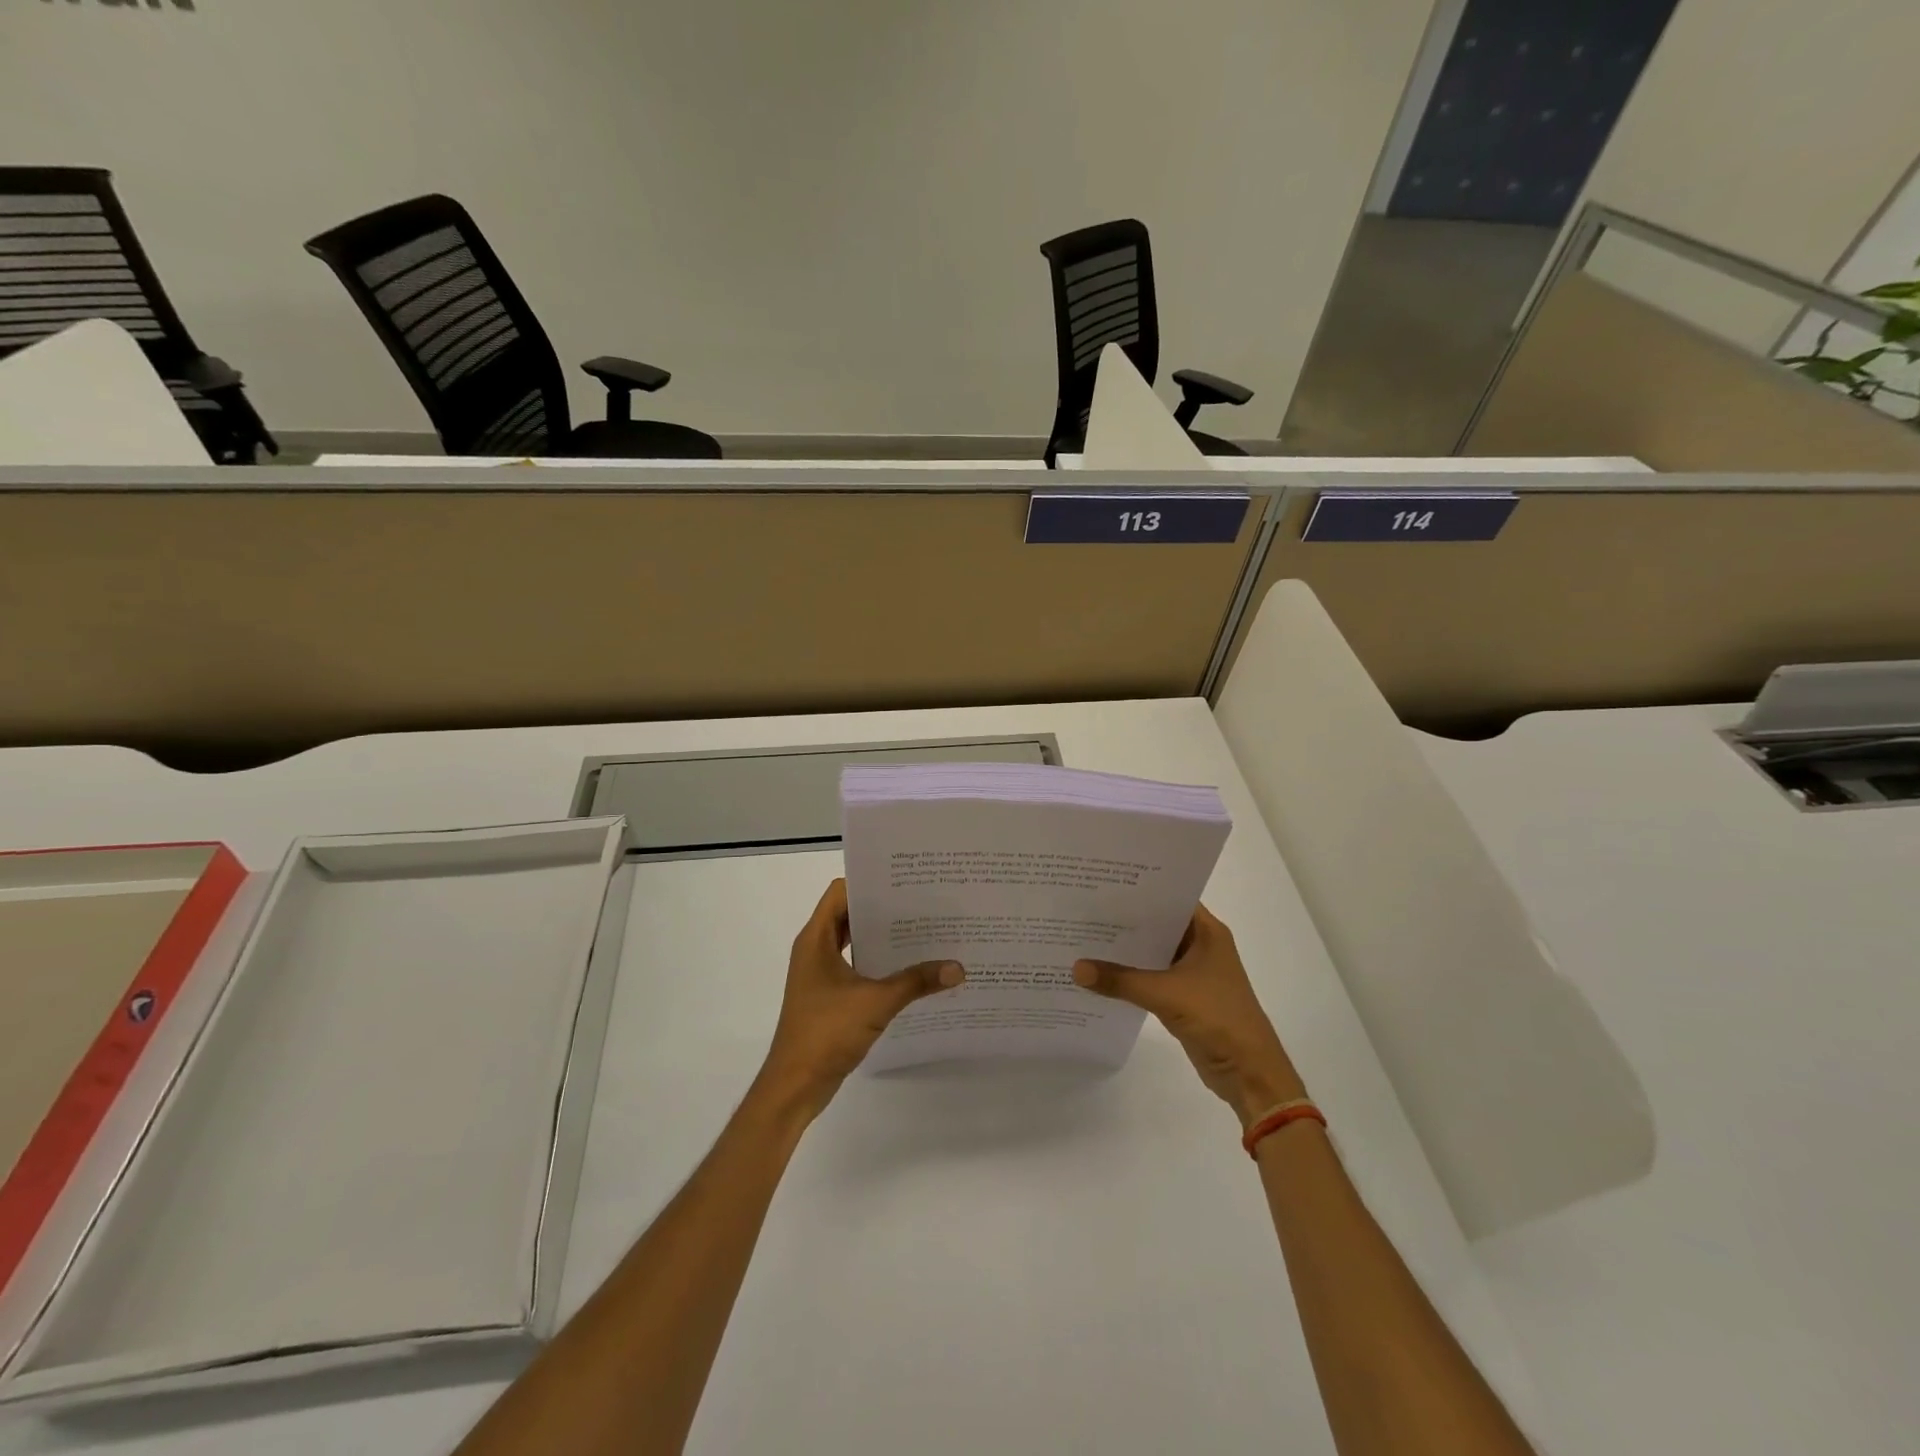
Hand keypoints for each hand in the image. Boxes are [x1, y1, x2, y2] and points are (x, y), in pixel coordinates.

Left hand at [756, 879, 964, 1121]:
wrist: (795, 1085)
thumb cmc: (825, 1032)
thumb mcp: (876, 1002)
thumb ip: (916, 981)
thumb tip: (958, 967)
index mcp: (816, 939)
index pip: (841, 892)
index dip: (870, 884)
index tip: (905, 883)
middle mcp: (815, 949)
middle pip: (850, 915)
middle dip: (884, 910)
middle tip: (925, 905)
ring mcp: (821, 973)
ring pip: (855, 942)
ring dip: (883, 938)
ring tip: (925, 933)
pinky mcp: (829, 995)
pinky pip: (857, 966)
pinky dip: (880, 963)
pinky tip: (911, 970)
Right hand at [1074, 904, 1305, 1127]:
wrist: (1249, 1072)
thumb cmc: (1217, 1017)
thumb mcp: (1165, 994)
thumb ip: (1120, 980)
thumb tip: (1076, 969)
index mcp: (1207, 932)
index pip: (1170, 898)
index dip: (1140, 890)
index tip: (1104, 883)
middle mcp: (1201, 945)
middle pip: (1158, 924)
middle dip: (1125, 920)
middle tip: (1084, 908)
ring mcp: (1193, 972)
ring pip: (1153, 952)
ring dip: (1126, 950)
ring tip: (1085, 936)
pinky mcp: (1184, 997)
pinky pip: (1151, 977)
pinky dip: (1131, 975)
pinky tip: (1101, 973)